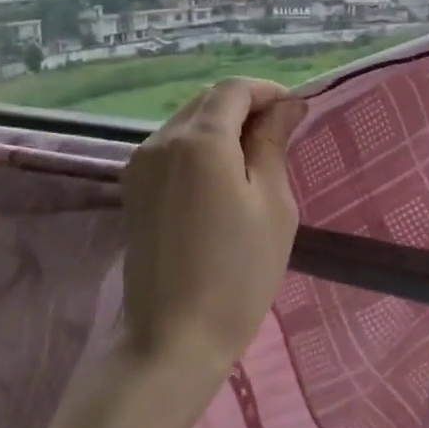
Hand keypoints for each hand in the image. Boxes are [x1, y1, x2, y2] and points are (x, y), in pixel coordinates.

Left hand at [121, 78, 306, 373]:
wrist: (173, 338)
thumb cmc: (238, 273)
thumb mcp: (272, 204)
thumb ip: (273, 143)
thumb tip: (286, 105)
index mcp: (200, 139)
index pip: (234, 89)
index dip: (267, 91)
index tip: (295, 112)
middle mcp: (162, 140)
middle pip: (207, 101)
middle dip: (245, 107)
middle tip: (279, 136)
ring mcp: (141, 164)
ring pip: (187, 123)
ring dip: (221, 127)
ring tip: (253, 160)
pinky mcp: (133, 188)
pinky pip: (171, 149)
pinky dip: (199, 149)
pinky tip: (220, 179)